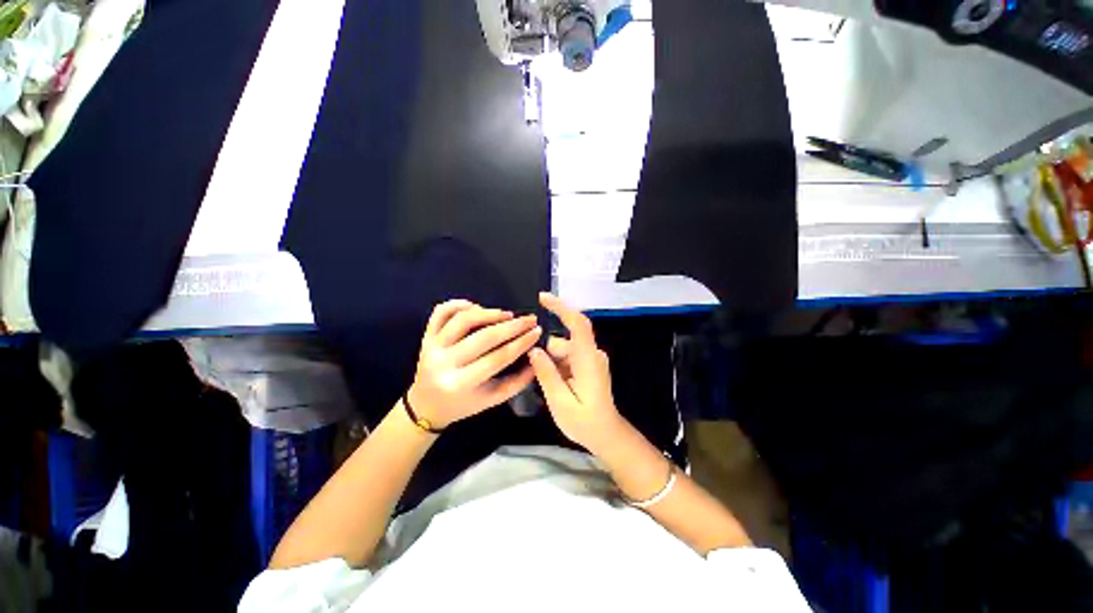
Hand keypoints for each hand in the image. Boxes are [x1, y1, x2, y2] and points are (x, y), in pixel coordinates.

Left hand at [408, 300, 540, 427]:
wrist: (427, 406)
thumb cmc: (464, 404)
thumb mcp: (493, 399)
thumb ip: (518, 381)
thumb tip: (537, 357)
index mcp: (462, 383)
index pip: (499, 357)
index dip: (521, 342)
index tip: (537, 330)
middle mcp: (444, 363)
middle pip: (484, 337)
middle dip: (512, 326)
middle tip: (529, 319)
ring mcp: (432, 347)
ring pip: (462, 320)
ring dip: (488, 313)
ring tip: (507, 314)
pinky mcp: (426, 336)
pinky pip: (440, 312)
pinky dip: (458, 304)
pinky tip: (476, 306)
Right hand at [528, 292, 622, 452]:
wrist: (607, 435)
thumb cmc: (585, 422)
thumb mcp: (560, 402)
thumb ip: (546, 374)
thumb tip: (534, 350)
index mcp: (588, 359)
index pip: (577, 323)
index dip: (561, 307)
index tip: (542, 297)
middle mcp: (591, 354)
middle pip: (563, 340)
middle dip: (547, 354)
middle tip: (536, 376)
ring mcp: (591, 359)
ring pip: (563, 350)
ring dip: (552, 363)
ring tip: (550, 389)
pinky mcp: (588, 365)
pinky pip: (568, 357)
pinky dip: (557, 366)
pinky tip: (556, 386)